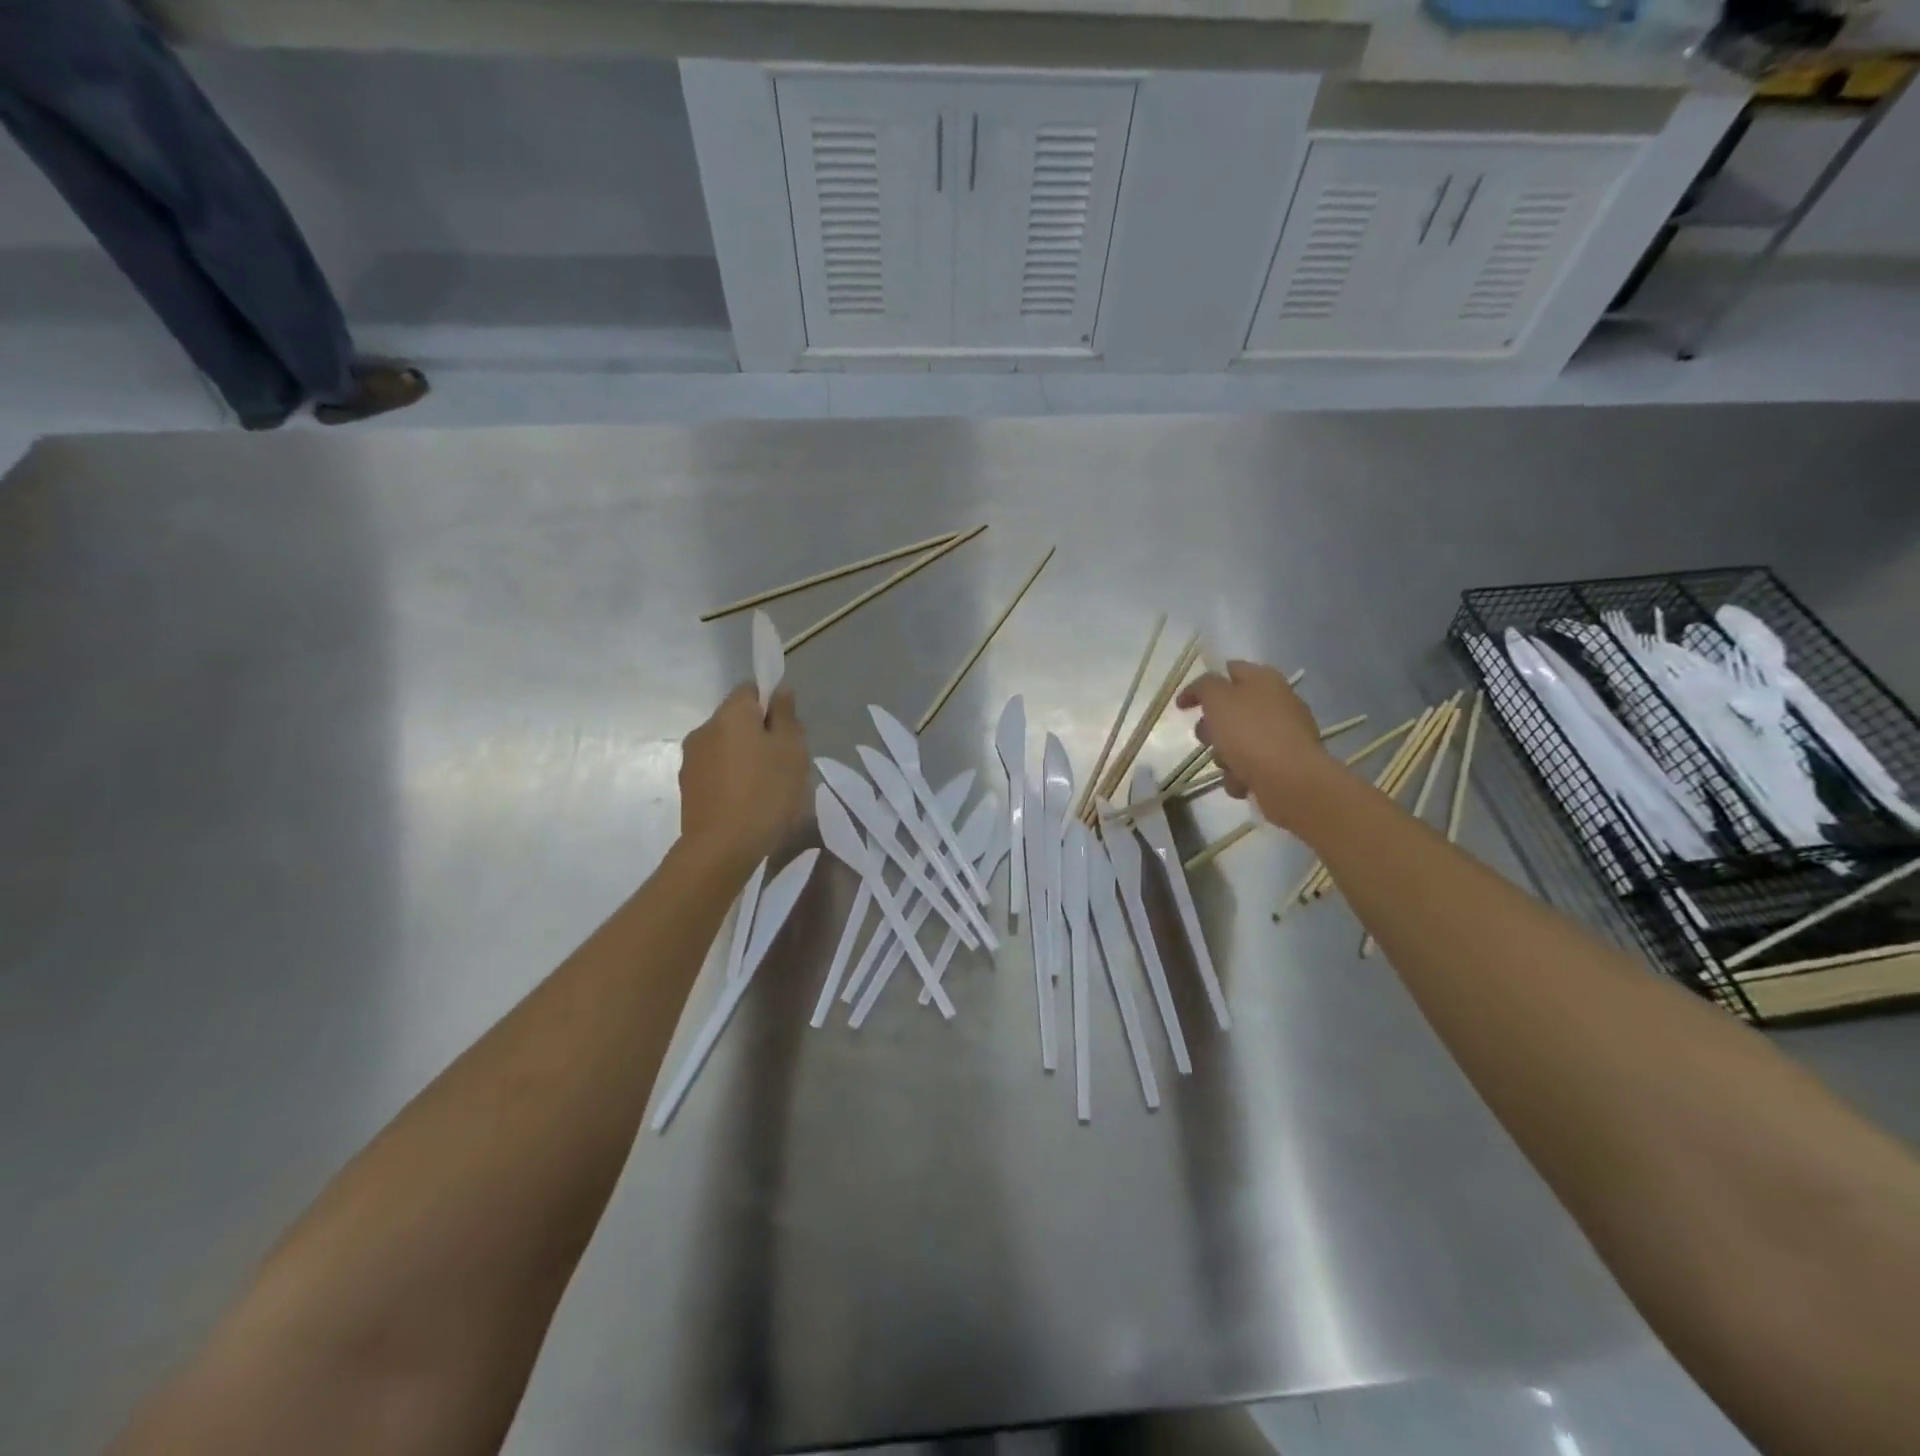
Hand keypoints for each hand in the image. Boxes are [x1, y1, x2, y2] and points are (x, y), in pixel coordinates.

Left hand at [678, 684, 809, 869]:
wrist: (721, 848)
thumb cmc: (766, 793)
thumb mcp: (792, 751)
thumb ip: (786, 716)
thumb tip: (779, 690)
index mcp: (731, 714)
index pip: (750, 689)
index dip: (771, 704)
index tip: (787, 730)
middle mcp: (704, 729)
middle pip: (737, 719)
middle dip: (759, 733)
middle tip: (784, 762)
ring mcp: (691, 759)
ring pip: (725, 746)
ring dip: (744, 757)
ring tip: (765, 787)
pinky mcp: (687, 786)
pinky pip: (715, 770)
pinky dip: (731, 778)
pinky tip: (746, 803)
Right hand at [1176, 660, 1338, 831]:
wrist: (1290, 779)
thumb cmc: (1250, 733)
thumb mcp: (1218, 698)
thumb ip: (1204, 686)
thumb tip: (1203, 688)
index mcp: (1264, 680)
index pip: (1228, 671)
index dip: (1202, 686)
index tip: (1182, 706)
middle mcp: (1276, 703)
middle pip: (1231, 711)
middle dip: (1212, 728)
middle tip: (1207, 739)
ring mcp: (1282, 735)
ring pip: (1237, 742)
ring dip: (1224, 756)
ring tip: (1228, 766)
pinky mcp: (1284, 764)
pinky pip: (1250, 766)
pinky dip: (1241, 775)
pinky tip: (1243, 782)